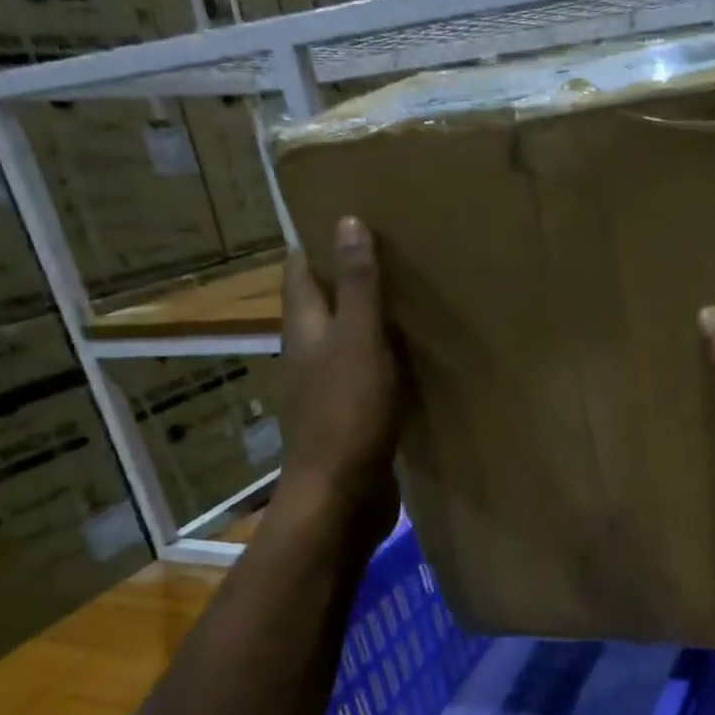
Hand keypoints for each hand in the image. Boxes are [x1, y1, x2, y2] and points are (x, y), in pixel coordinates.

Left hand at [273, 216, 401, 537]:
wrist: (343, 495)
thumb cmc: (348, 413)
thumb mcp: (359, 341)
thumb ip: (358, 287)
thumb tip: (346, 222)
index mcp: (305, 329)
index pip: (300, 272)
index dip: (318, 243)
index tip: (351, 219)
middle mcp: (309, 355)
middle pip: (323, 305)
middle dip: (349, 280)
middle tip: (394, 256)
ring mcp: (328, 390)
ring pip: (347, 343)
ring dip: (370, 323)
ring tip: (411, 302)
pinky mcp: (351, 419)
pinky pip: (367, 377)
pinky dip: (385, 362)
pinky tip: (414, 361)